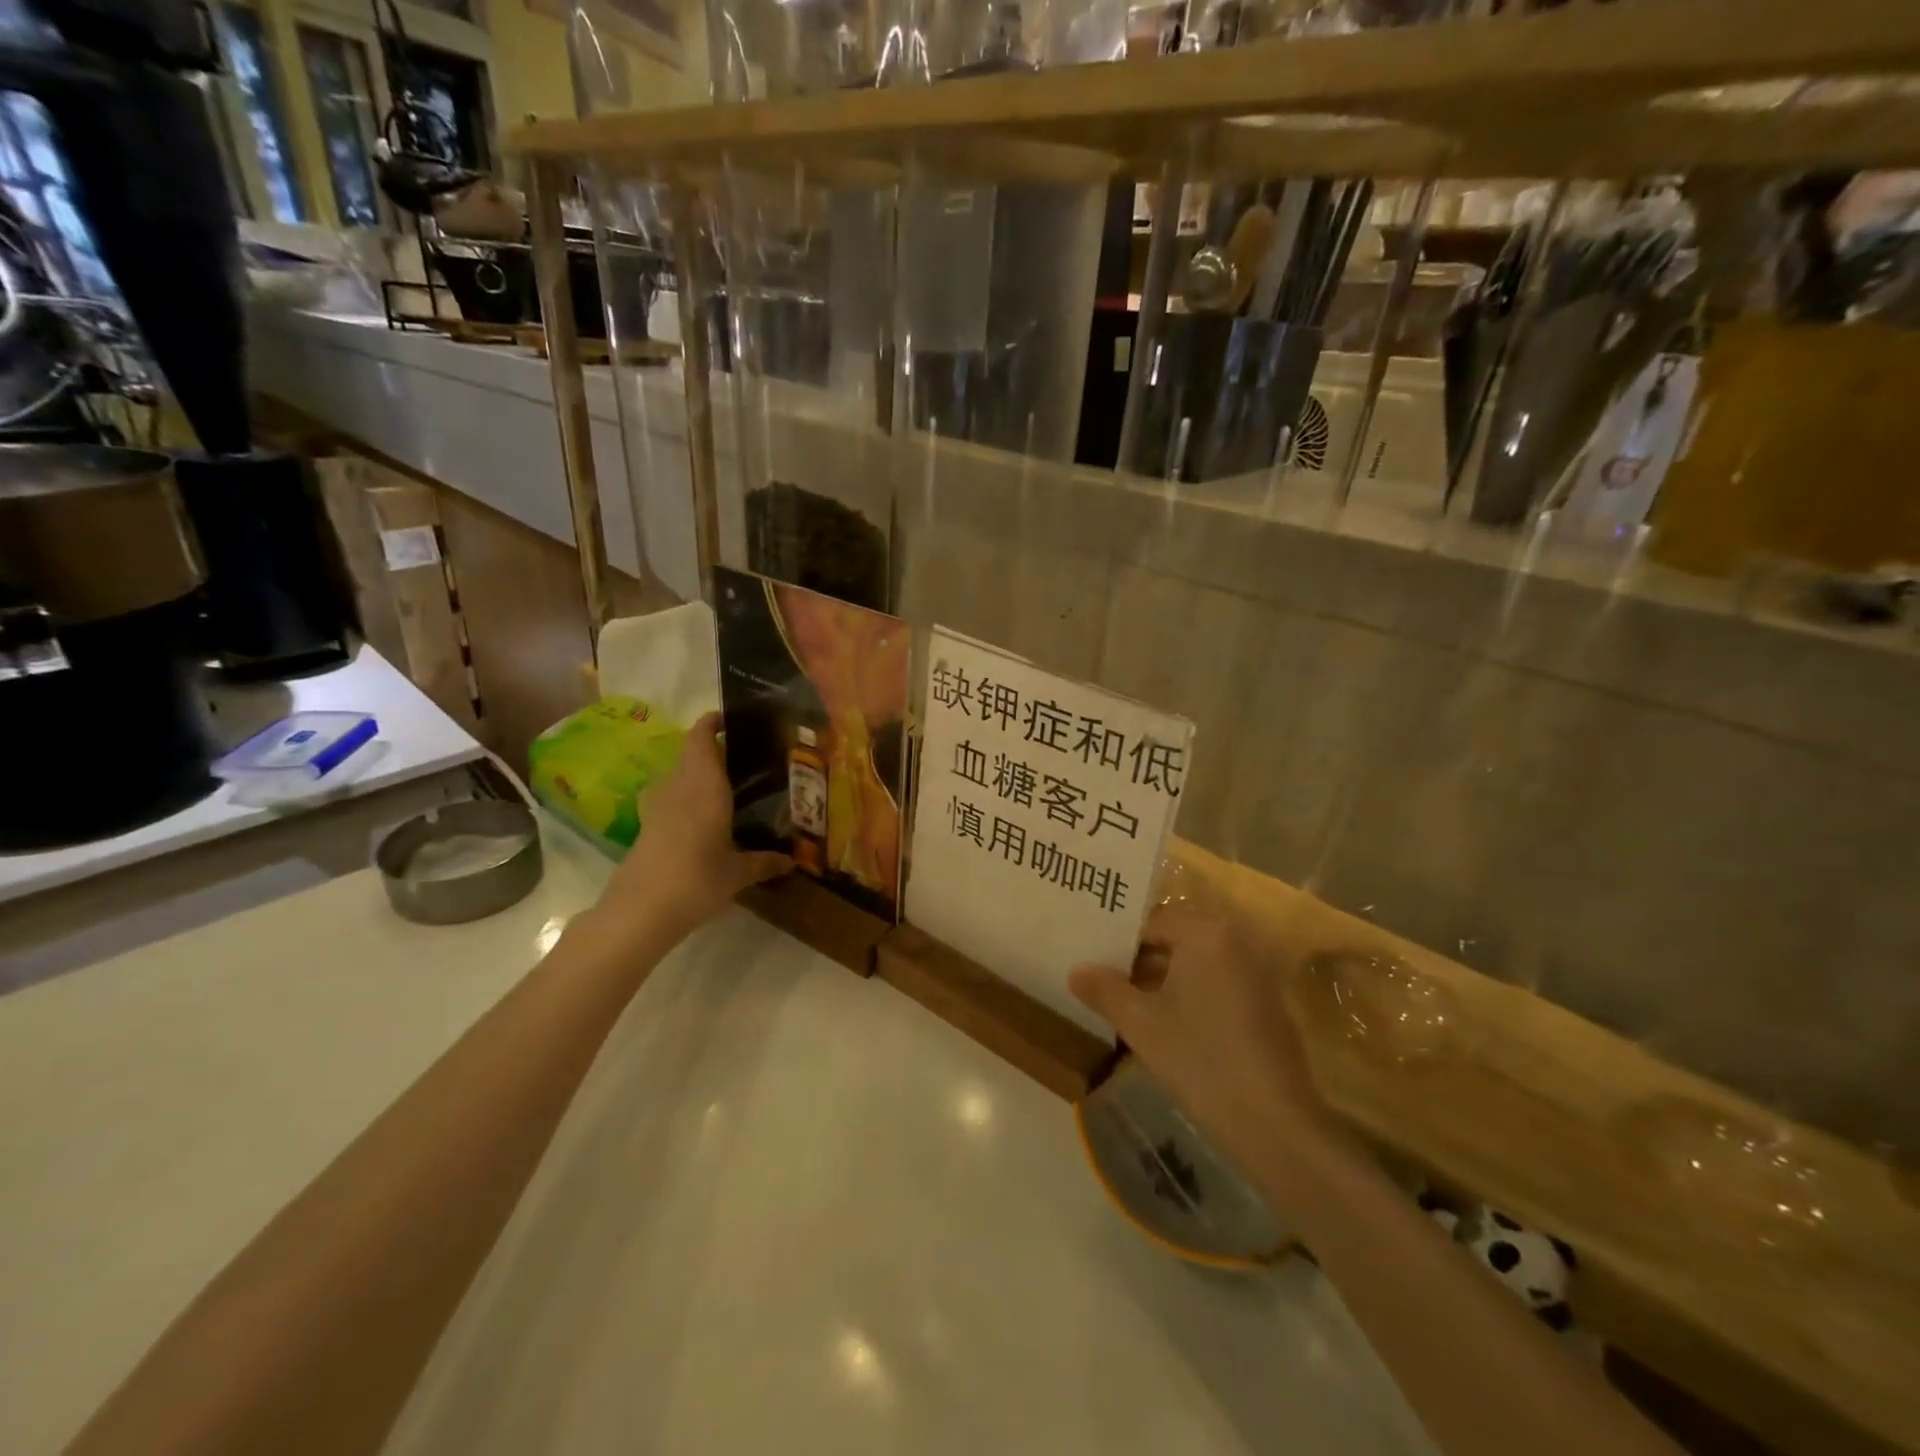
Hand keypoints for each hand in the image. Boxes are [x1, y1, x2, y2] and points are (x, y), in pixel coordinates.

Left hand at [592, 713, 790, 944]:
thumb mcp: (738, 873)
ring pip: (679, 777)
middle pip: (690, 754)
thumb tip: (792, 861)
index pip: (701, 738)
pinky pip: (671, 799)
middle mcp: (679, 787)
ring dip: (698, 775)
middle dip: (713, 750)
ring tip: (728, 787)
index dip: (711, 723)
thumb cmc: (697, 880)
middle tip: (745, 758)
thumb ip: (764, 862)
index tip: (730, 718)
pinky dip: (688, 798)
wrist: (640, 911)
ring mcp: (658, 807)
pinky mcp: (647, 827)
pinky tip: (706, 819)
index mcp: (705, 785)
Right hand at [1070, 905, 1336, 1182]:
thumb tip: (1076, 970)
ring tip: (1129, 1007)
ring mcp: (1257, 972)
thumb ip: (1104, 990)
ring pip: (1196, 965)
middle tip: (1105, 985)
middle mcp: (1236, 940)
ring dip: (1165, 982)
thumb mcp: (1139, 1023)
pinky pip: (1219, 985)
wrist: (1274, 1123)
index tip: (1094, 966)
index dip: (1119, 944)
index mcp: (1205, 932)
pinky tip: (1170, 1028)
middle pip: (1175, 940)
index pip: (1151, 922)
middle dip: (1140, 962)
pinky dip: (1193, 997)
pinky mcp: (1268, 1004)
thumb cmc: (1199, 1058)